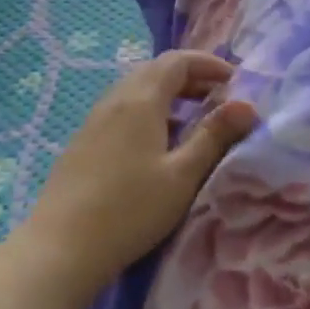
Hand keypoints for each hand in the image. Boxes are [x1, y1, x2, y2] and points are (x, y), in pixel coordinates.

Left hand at [15, 51, 256, 304]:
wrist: (62, 248)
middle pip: (155, 70)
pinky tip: (159, 143)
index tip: (236, 81)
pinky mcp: (83, 142)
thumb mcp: (183, 175)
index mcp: (140, 101)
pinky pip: (122, 110)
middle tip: (219, 97)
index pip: (177, 61)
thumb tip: (247, 105)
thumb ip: (215, 136)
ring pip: (136, 90)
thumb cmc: (131, 210)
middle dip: (191, 76)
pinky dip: (149, 111)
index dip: (209, 64)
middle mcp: (114, 101)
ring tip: (195, 119)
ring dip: (169, 94)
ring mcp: (94, 121)